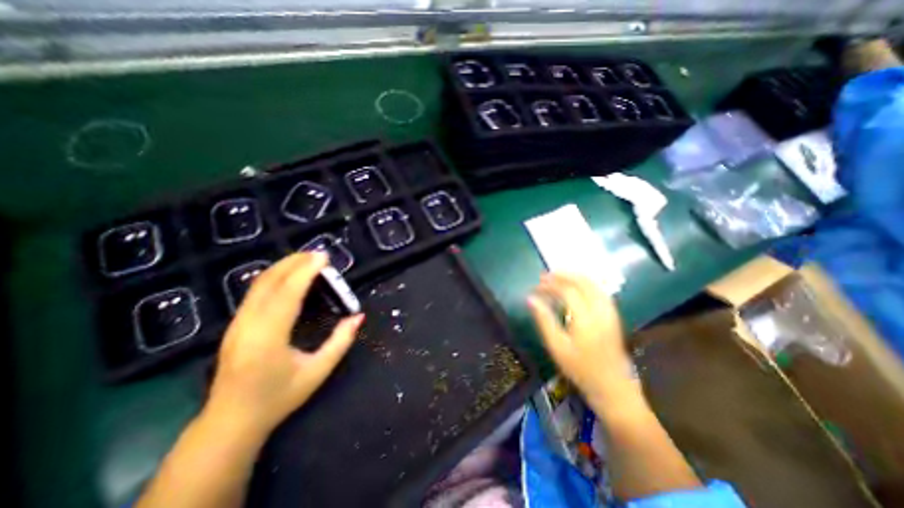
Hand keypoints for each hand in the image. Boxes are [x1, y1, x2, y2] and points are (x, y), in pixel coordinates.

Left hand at [205, 252, 363, 437]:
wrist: (230, 422)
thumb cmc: (278, 398)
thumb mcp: (317, 372)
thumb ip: (340, 342)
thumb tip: (358, 316)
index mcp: (268, 338)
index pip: (287, 294)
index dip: (305, 272)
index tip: (323, 257)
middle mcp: (248, 325)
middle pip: (268, 282)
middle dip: (293, 262)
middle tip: (318, 254)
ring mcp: (237, 324)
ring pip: (258, 284)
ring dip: (283, 266)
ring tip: (307, 260)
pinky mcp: (235, 324)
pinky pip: (255, 292)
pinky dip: (275, 277)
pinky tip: (290, 276)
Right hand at [527, 274, 644, 409]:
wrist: (613, 388)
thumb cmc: (580, 369)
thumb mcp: (556, 346)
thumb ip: (543, 320)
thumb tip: (530, 299)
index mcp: (586, 318)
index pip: (567, 290)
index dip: (550, 285)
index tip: (536, 286)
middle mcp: (600, 310)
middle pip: (582, 282)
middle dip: (562, 275)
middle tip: (545, 276)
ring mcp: (610, 312)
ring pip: (593, 284)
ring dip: (574, 277)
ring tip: (557, 277)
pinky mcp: (613, 316)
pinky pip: (599, 291)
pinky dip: (585, 284)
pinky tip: (576, 287)